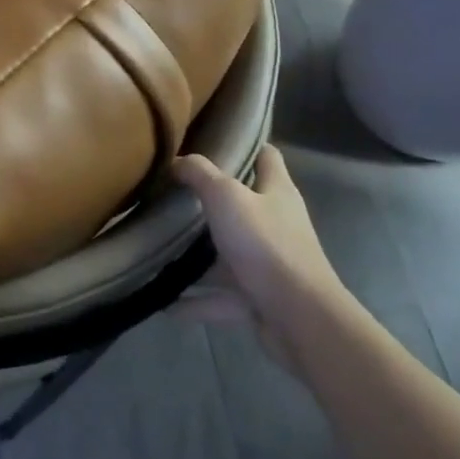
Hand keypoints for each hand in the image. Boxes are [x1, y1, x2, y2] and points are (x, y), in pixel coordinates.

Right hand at [173, 144, 351, 369]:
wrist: (300, 318)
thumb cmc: (265, 245)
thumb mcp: (226, 197)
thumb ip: (200, 174)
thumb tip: (178, 160)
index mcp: (277, 192)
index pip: (267, 157)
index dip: (246, 145)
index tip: (214, 140)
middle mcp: (277, 224)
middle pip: (244, 206)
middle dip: (211, 202)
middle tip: (172, 193)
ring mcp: (269, 263)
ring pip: (228, 254)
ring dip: (199, 256)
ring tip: (160, 249)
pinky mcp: (259, 298)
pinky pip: (220, 297)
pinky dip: (195, 301)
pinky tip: (165, 304)